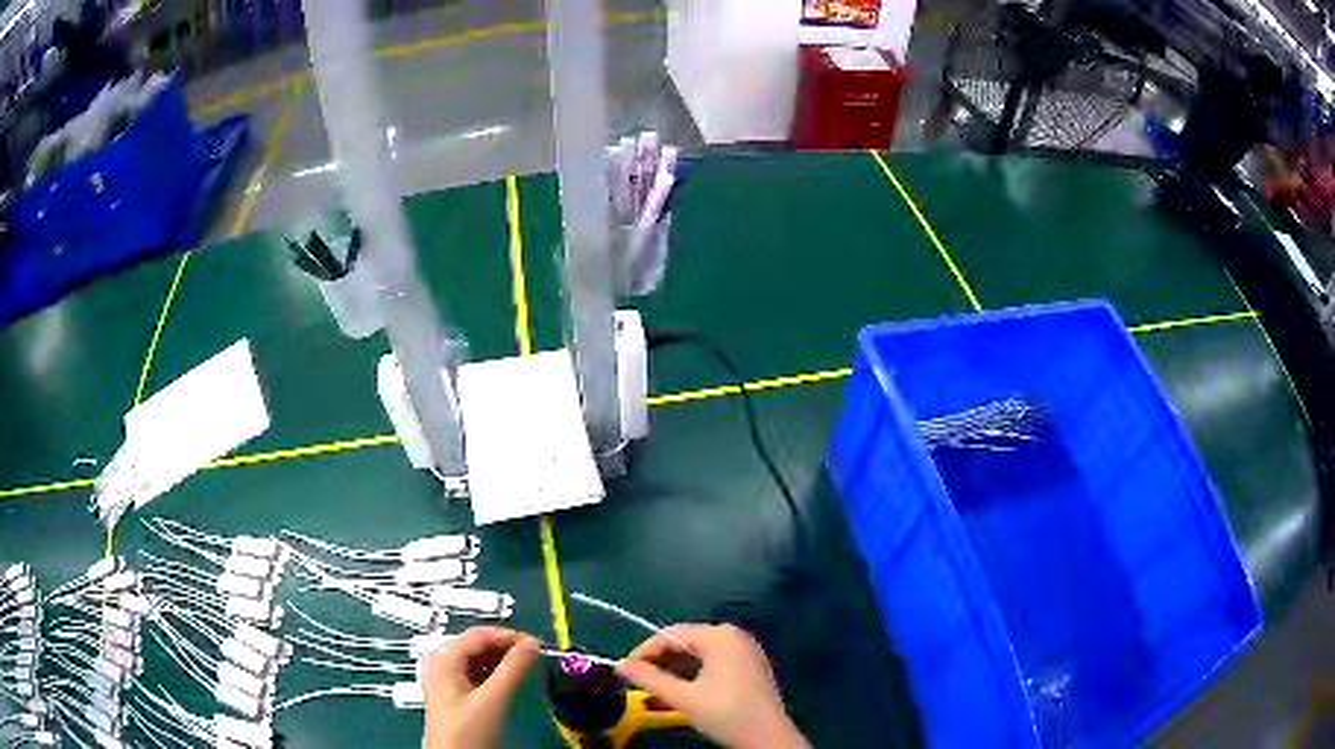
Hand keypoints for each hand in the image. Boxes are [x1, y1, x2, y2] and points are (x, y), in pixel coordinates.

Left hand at [421, 626, 539, 748]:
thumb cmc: (467, 729)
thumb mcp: (493, 698)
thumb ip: (514, 669)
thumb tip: (533, 644)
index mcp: (443, 659)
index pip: (479, 634)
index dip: (509, 636)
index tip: (537, 644)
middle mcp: (440, 664)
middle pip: (477, 644)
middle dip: (506, 648)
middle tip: (533, 656)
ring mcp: (444, 679)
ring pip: (477, 659)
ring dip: (501, 660)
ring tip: (524, 667)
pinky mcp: (452, 693)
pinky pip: (475, 672)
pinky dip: (494, 673)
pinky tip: (508, 680)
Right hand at [615, 624, 808, 748]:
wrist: (769, 738)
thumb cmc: (726, 715)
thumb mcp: (683, 698)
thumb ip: (649, 679)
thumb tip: (619, 665)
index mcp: (720, 636)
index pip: (671, 634)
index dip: (644, 651)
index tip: (624, 670)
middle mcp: (735, 635)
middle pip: (687, 640)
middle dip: (660, 659)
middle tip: (639, 680)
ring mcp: (746, 649)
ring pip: (700, 651)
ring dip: (676, 667)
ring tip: (657, 687)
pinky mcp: (752, 665)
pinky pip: (715, 660)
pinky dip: (695, 671)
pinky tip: (684, 688)